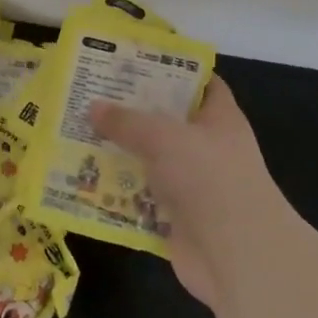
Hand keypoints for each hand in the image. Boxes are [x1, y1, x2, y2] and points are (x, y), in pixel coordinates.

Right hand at [91, 76, 293, 311]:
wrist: (238, 257)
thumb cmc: (210, 177)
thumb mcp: (163, 136)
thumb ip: (127, 121)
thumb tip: (94, 107)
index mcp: (219, 118)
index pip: (200, 82)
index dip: (171, 68)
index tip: (134, 60)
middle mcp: (208, 148)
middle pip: (167, 121)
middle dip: (132, 111)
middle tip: (92, 94)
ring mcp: (193, 186)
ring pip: (151, 161)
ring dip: (120, 152)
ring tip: (79, 133)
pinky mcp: (177, 220)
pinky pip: (142, 198)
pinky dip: (119, 193)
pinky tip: (86, 180)